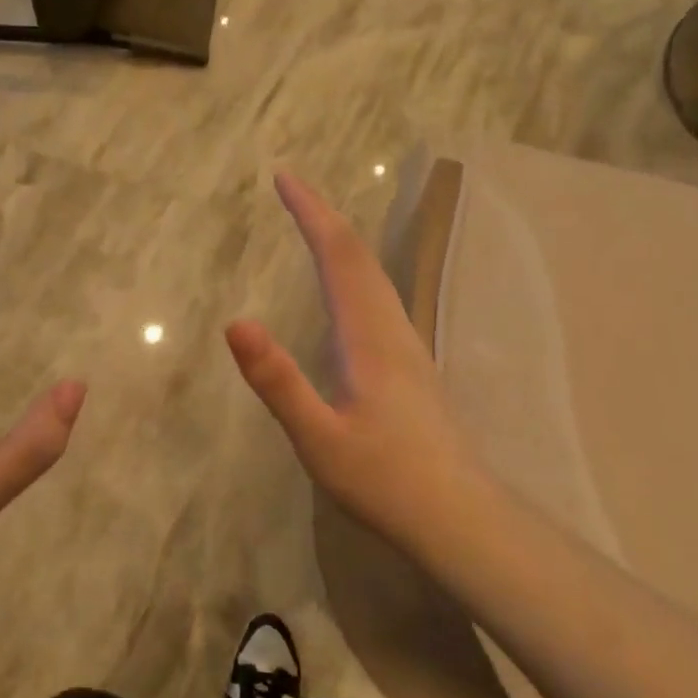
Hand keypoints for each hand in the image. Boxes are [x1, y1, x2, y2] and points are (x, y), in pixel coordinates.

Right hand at [226, 172, 479, 557]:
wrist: (461, 519)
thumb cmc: (386, 482)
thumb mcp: (319, 438)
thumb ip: (278, 381)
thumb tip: (235, 322)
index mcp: (369, 336)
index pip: (339, 256)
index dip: (311, 212)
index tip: (284, 177)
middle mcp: (392, 329)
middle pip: (360, 255)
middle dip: (323, 215)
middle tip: (290, 188)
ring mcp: (407, 346)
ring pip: (374, 274)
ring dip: (340, 240)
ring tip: (312, 224)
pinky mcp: (410, 365)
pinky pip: (378, 296)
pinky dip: (353, 269)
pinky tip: (346, 287)